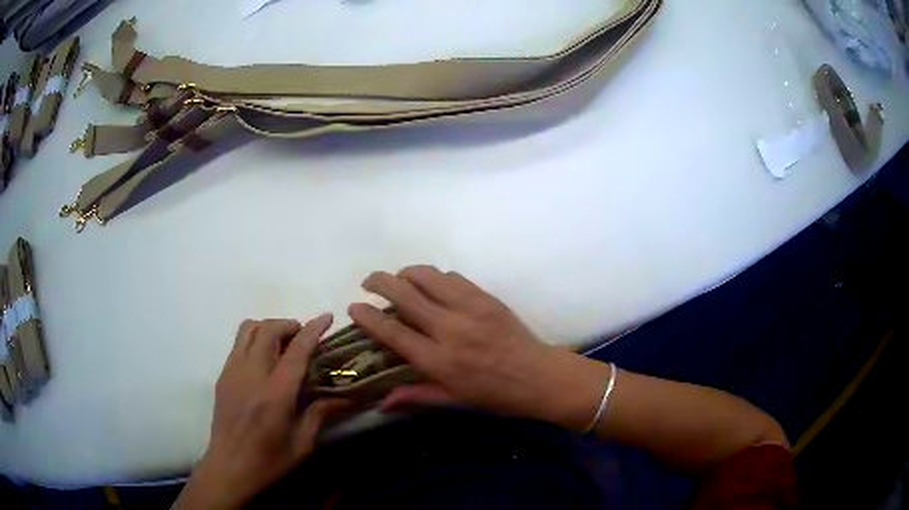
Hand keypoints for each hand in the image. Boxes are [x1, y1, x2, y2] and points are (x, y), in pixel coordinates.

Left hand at [175, 316, 350, 509]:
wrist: (228, 467)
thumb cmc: (269, 461)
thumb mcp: (302, 444)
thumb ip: (321, 414)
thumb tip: (346, 397)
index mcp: (275, 395)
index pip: (296, 351)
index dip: (313, 330)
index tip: (327, 316)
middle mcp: (252, 375)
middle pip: (268, 329)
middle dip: (290, 324)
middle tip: (304, 336)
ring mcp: (233, 372)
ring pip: (249, 329)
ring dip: (269, 327)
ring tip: (283, 343)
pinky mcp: (223, 375)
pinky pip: (238, 343)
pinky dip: (255, 338)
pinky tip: (264, 359)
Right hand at [348, 266, 608, 430]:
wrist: (540, 376)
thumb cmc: (496, 395)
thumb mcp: (454, 401)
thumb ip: (416, 396)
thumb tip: (381, 402)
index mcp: (438, 360)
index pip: (392, 331)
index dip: (368, 316)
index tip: (354, 307)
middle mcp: (449, 329)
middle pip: (404, 294)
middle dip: (379, 283)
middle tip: (368, 282)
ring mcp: (469, 308)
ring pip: (427, 277)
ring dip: (406, 273)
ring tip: (397, 278)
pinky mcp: (486, 297)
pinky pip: (453, 277)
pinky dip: (435, 276)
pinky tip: (431, 284)